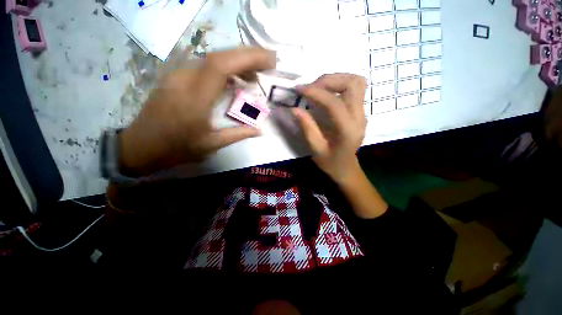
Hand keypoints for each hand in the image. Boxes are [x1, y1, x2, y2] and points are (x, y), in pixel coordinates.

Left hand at [119, 47, 276, 175]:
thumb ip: (238, 134)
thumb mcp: (211, 145)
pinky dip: (225, 69)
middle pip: (219, 56)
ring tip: (255, 74)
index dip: (247, 58)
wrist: (141, 146)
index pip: (221, 66)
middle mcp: (185, 80)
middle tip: (268, 62)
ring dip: (237, 62)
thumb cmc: (177, 148)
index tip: (269, 60)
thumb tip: (260, 130)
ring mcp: (178, 76)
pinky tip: (235, 80)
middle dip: (248, 55)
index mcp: (195, 99)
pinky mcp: (177, 78)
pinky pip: (205, 67)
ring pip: (212, 59)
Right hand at [293, 73, 366, 182]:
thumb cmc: (331, 162)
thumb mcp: (316, 149)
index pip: (334, 103)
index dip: (316, 93)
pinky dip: (338, 84)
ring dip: (335, 79)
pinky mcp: (359, 110)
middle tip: (310, 88)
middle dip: (329, 80)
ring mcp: (362, 112)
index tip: (299, 90)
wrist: (346, 168)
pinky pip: (353, 88)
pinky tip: (325, 92)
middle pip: (353, 83)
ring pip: (356, 82)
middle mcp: (360, 117)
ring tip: (317, 88)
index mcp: (348, 130)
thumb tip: (295, 109)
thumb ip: (307, 128)